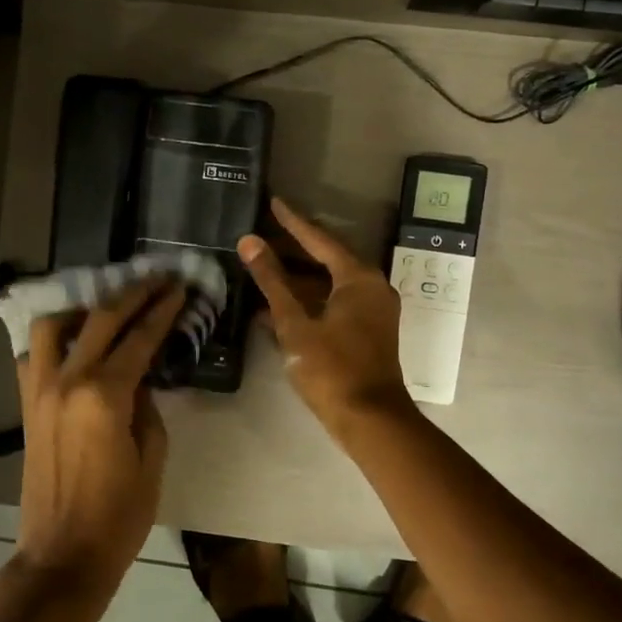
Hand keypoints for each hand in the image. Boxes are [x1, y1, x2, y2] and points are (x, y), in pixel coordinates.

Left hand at [14, 279, 186, 599]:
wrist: (62, 556)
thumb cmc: (118, 515)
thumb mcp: (151, 458)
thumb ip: (147, 407)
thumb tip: (140, 377)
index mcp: (104, 396)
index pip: (139, 338)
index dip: (162, 310)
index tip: (179, 288)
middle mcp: (67, 381)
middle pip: (101, 320)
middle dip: (133, 294)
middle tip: (158, 279)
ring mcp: (40, 390)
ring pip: (54, 326)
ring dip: (84, 307)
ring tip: (109, 305)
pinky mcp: (26, 405)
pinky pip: (33, 354)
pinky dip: (54, 336)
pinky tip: (74, 338)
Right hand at [238, 198, 415, 440]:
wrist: (369, 419)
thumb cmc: (331, 368)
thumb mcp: (295, 322)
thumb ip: (272, 281)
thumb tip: (249, 242)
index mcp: (358, 278)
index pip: (320, 239)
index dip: (293, 222)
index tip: (273, 202)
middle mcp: (371, 286)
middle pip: (327, 258)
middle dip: (294, 248)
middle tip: (262, 234)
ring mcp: (372, 310)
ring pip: (330, 282)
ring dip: (298, 277)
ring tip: (263, 266)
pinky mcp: (368, 330)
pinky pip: (335, 302)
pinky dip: (309, 299)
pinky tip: (279, 304)